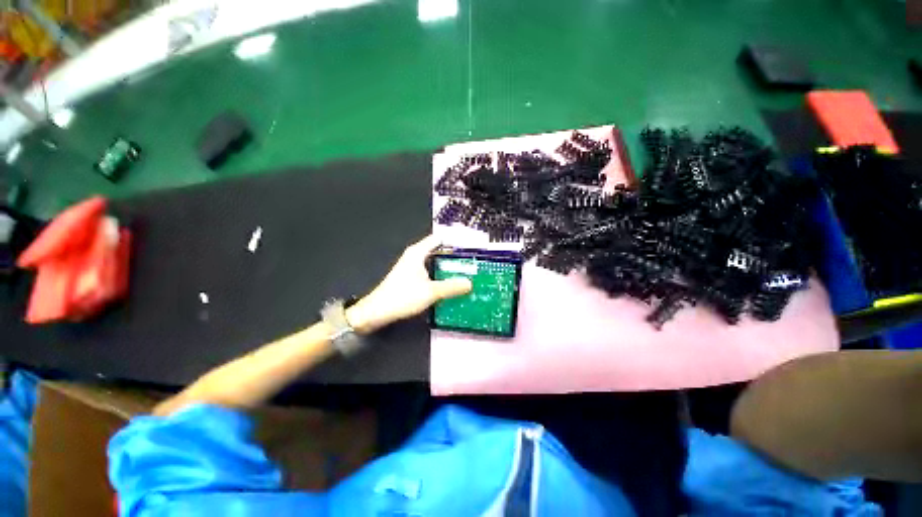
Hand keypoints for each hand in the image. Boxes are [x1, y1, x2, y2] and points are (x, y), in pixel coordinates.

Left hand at [346, 235, 472, 333]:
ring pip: (434, 260)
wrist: (378, 311)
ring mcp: (412, 266)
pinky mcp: (410, 276)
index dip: (454, 241)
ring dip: (447, 265)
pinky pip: (429, 269)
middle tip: (470, 262)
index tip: (469, 248)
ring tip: (464, 272)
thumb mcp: (431, 292)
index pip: (439, 239)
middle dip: (453, 255)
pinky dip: (440, 273)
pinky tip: (448, 282)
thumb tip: (469, 283)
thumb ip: (451, 287)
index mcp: (418, 252)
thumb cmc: (402, 297)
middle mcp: (415, 255)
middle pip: (438, 249)